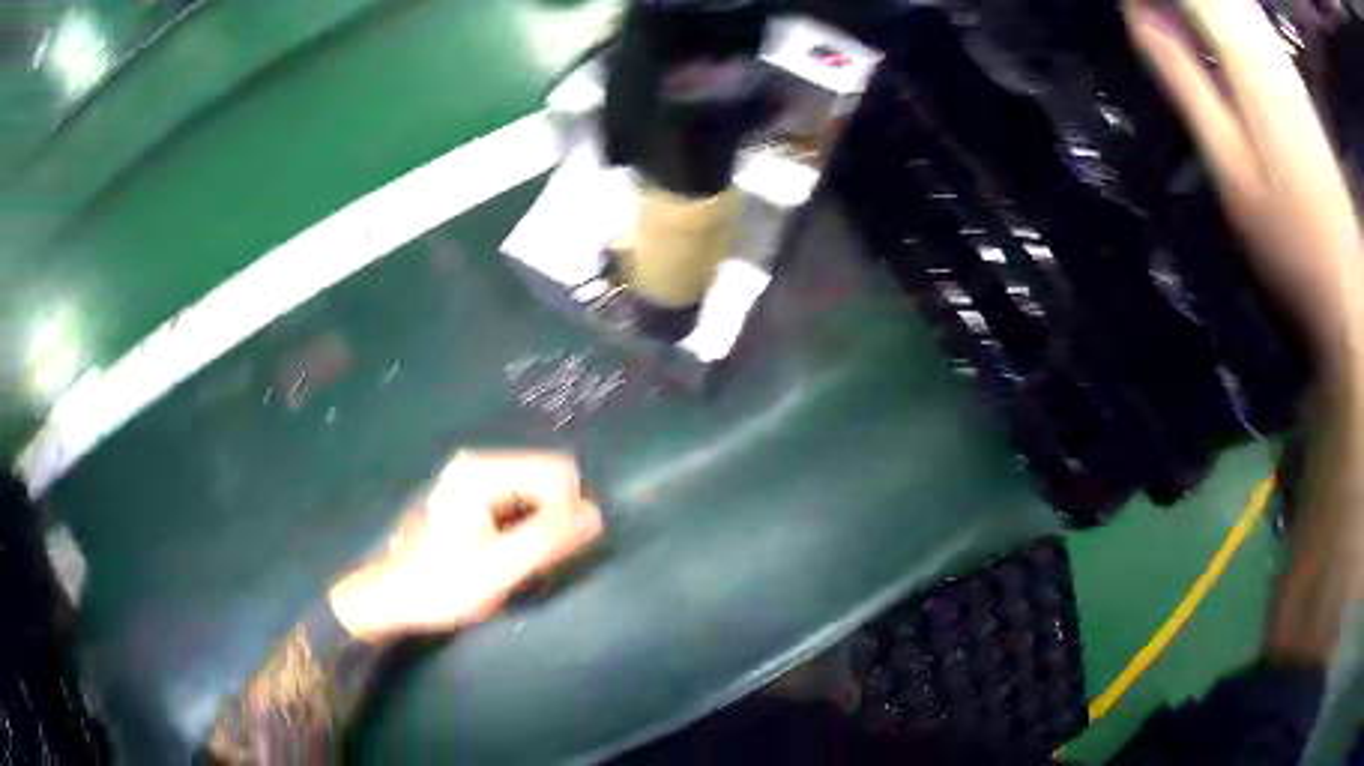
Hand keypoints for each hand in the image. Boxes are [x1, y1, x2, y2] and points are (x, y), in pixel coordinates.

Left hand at [327, 450, 603, 643]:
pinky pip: (517, 499)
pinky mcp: (468, 492)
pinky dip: (524, 523)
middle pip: (546, 477)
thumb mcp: (498, 569)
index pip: (557, 474)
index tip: (550, 554)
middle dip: (554, 517)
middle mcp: (476, 462)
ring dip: (540, 523)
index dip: (567, 514)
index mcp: (481, 472)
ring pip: (534, 490)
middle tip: (534, 559)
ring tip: (519, 559)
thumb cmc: (441, 584)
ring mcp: (470, 476)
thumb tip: (595, 515)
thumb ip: (547, 540)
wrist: (392, 596)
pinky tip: (506, 551)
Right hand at [1126, 0, 1363, 377]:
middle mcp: (1261, 39)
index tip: (1130, 4)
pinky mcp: (1292, 74)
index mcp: (1242, 54)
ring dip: (1197, 6)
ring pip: (1231, 0)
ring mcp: (1280, 56)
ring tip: (1175, 22)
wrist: (1348, 283)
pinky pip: (1250, 13)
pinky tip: (1215, 29)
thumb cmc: (1291, 239)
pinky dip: (1227, 11)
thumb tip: (1136, 12)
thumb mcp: (1230, 166)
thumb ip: (1185, 81)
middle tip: (1148, 14)